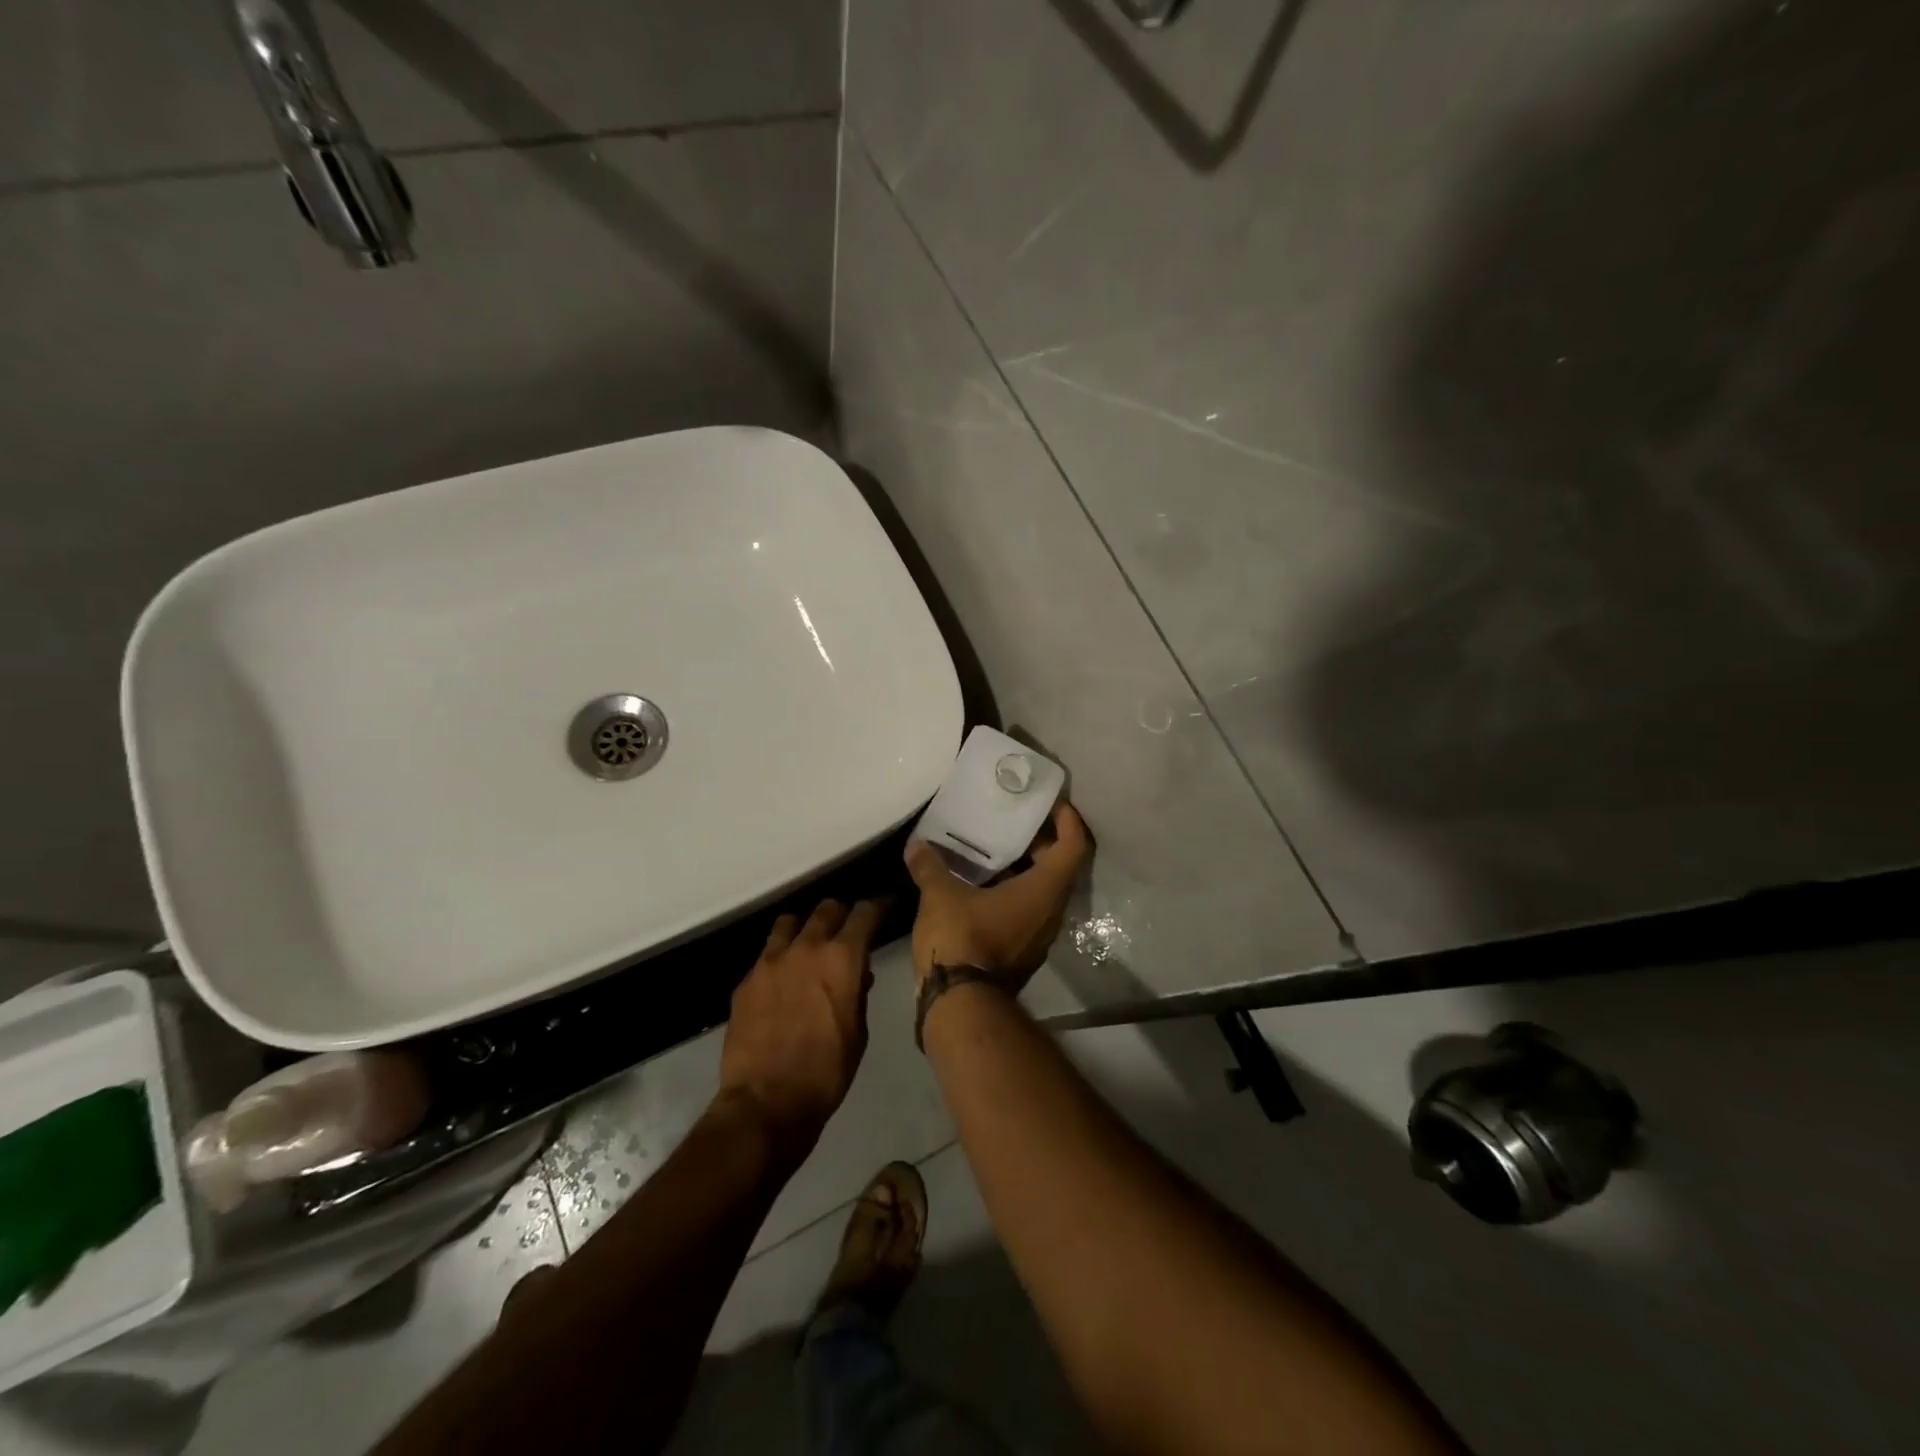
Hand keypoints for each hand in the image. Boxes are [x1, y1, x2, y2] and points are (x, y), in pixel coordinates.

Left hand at [718, 899, 882, 1151]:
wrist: (765, 1103)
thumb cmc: (826, 1072)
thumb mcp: (859, 1032)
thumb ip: (858, 993)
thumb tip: (858, 974)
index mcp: (842, 958)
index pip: (864, 913)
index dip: (877, 908)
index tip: (883, 910)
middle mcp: (806, 947)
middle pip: (827, 909)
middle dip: (841, 915)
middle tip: (846, 931)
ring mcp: (771, 961)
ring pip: (790, 922)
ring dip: (805, 929)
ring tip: (808, 947)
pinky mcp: (746, 980)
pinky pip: (767, 954)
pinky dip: (780, 958)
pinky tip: (783, 981)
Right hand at [903, 800, 1091, 990]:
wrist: (959, 1006)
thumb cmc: (961, 939)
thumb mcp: (940, 895)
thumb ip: (930, 866)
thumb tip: (916, 846)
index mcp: (1044, 891)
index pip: (1073, 846)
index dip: (1068, 820)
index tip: (1053, 803)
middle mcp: (1051, 912)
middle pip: (1060, 867)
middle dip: (1042, 842)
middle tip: (1015, 821)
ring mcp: (1039, 936)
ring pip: (1043, 892)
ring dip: (1026, 869)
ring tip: (995, 849)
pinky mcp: (1023, 952)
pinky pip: (1028, 911)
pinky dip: (1014, 892)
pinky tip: (982, 885)